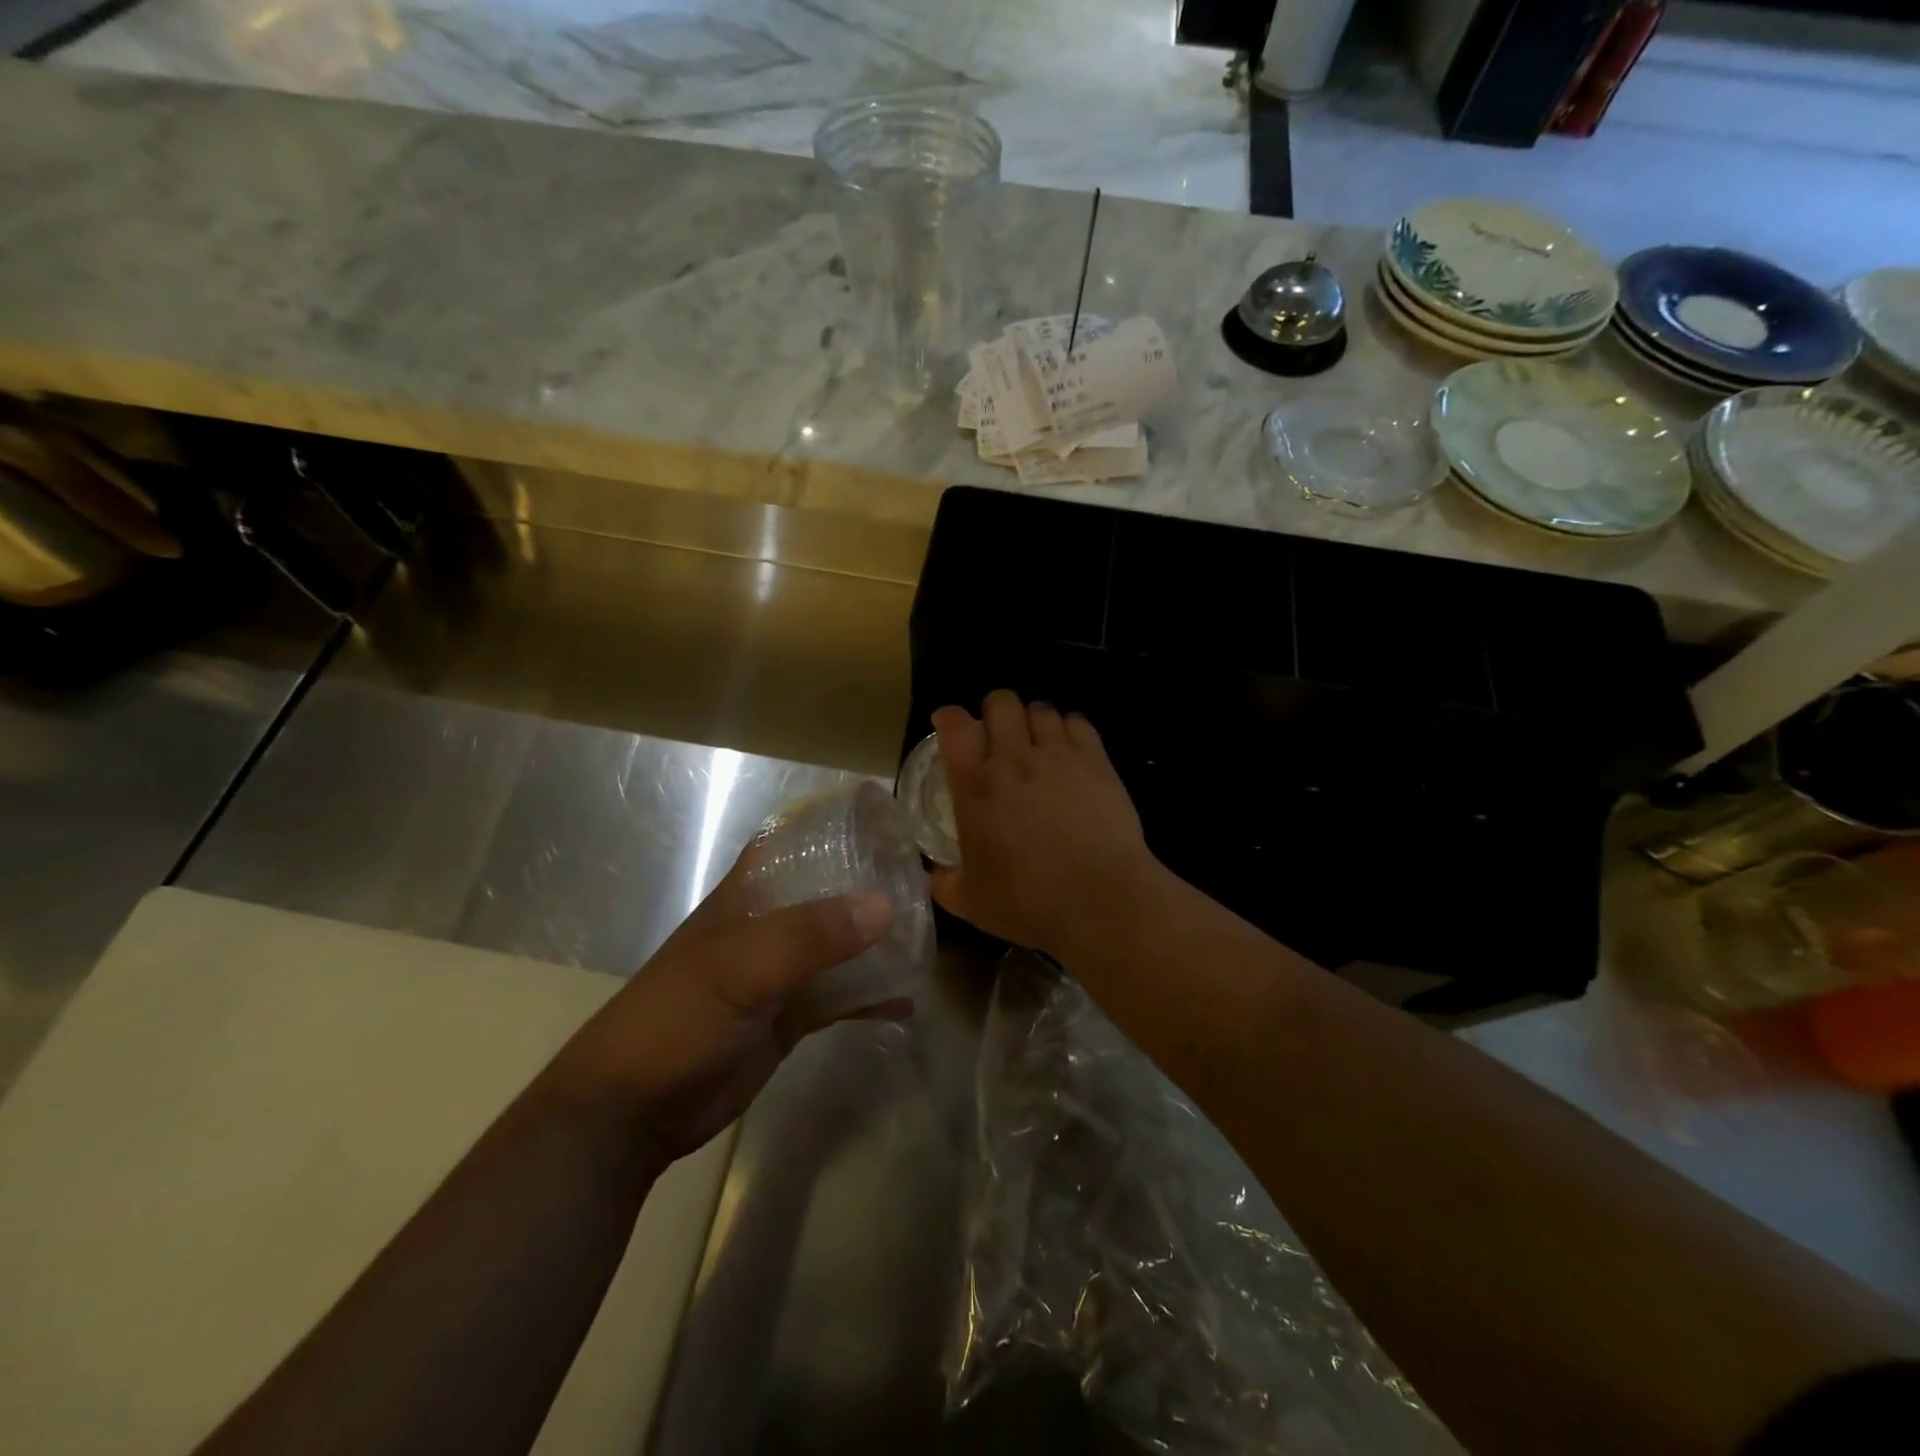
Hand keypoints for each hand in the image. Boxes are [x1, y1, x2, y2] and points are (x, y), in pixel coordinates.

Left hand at [549, 848, 900, 1168]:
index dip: (835, 829)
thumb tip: (886, 904)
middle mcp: (768, 927)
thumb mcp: (740, 969)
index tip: (887, 823)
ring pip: (839, 947)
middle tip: (925, 881)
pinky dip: (870, 996)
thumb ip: (810, 936)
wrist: (631, 1113)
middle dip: (871, 886)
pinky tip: (906, 1000)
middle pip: (827, 894)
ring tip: (927, 936)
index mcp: (748, 898)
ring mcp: (779, 974)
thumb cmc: (676, 1020)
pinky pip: (840, 997)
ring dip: (877, 942)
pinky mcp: (789, 1018)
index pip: (794, 845)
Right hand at [931, 690, 1161, 959]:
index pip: (955, 726)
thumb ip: (945, 884)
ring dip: (1034, 721)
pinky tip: (1071, 750)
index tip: (949, 727)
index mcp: (976, 786)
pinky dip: (1069, 729)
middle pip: (1000, 702)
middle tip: (998, 737)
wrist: (1099, 899)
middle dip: (995, 712)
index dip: (949, 718)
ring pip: (1041, 708)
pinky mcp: (1096, 759)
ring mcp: (1058, 754)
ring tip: (1038, 743)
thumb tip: (931, 876)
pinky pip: (1078, 721)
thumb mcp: (972, 903)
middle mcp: (1013, 758)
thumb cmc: (1028, 901)